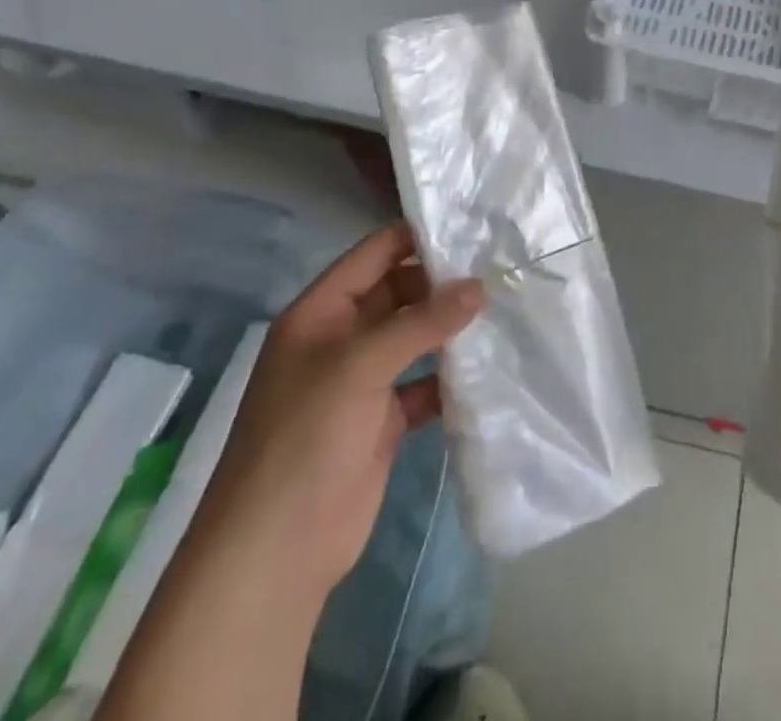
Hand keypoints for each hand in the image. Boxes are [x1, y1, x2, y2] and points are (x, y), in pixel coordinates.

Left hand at [197, 222, 484, 589]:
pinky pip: (424, 383)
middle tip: (499, 269)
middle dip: (443, 283)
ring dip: (451, 328)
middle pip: (399, 292)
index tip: (472, 226)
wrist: (276, 552)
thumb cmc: (306, 438)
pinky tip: (489, 367)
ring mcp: (363, 381)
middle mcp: (341, 339)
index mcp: (321, 313)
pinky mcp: (383, 420)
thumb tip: (480, 286)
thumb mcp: (360, 365)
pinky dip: (450, 376)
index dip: (417, 237)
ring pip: (414, 337)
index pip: (374, 254)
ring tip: (504, 307)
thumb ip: (421, 322)